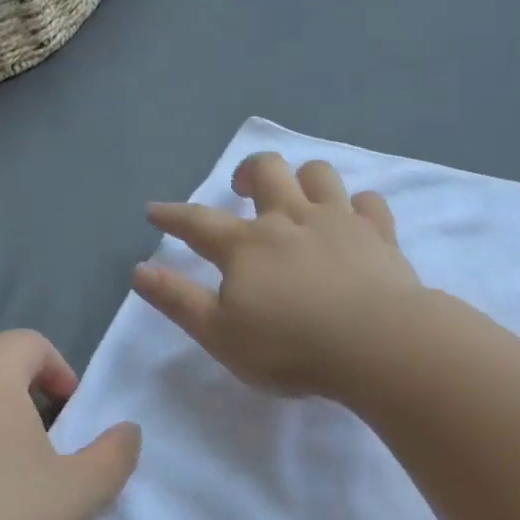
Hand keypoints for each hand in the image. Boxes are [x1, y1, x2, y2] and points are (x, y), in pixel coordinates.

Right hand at [134, 153, 421, 398]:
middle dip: (248, 172)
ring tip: (298, 196)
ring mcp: (339, 221)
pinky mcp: (379, 234)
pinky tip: (355, 217)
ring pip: (318, 175)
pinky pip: (369, 202)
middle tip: (241, 188)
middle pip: (267, 172)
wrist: (375, 343)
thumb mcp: (220, 335)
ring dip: (303, 177)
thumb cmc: (291, 347)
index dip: (173, 216)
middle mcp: (291, 219)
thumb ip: (178, 301)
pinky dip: (358, 205)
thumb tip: (140, 270)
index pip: (199, 223)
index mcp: (247, 246)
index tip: (156, 211)